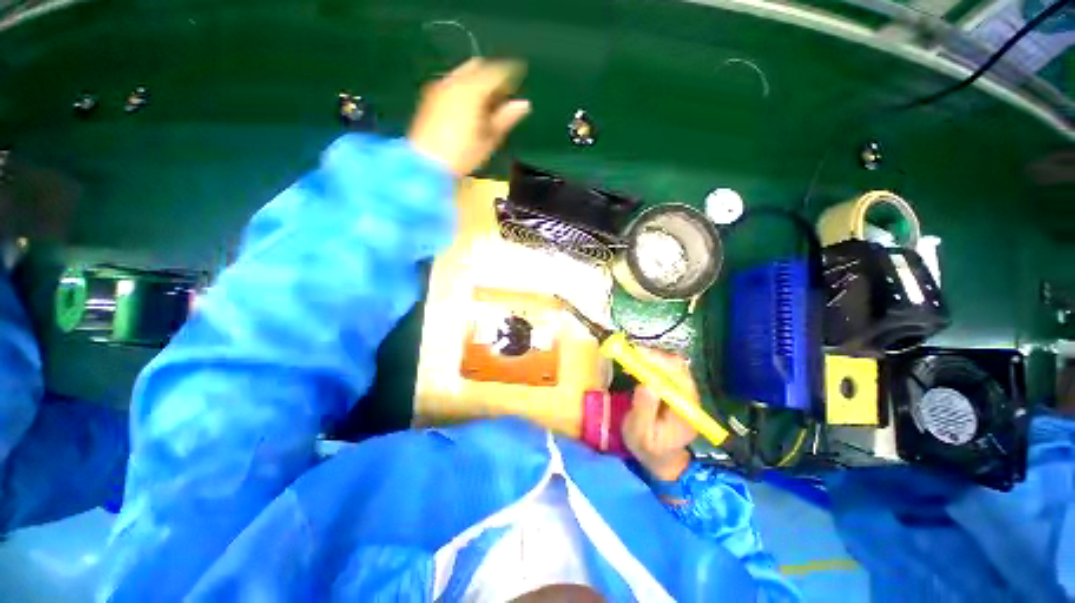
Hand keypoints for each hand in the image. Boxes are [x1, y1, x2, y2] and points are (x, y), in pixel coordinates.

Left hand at [408, 58, 530, 176]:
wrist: (427, 164)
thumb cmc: (462, 155)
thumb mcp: (489, 139)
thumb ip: (506, 118)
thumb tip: (523, 104)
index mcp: (472, 90)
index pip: (496, 72)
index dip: (511, 75)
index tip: (519, 83)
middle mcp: (454, 82)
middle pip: (478, 67)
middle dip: (492, 76)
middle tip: (502, 96)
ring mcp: (440, 87)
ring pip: (464, 73)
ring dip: (477, 82)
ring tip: (486, 105)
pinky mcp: (430, 97)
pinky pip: (452, 83)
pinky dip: (464, 88)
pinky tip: (469, 108)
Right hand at [622, 348, 698, 481]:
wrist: (662, 460)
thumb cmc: (649, 449)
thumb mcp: (641, 434)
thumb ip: (644, 410)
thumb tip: (647, 382)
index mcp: (685, 408)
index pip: (678, 375)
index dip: (658, 361)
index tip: (636, 355)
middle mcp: (688, 395)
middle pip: (677, 365)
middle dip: (653, 356)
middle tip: (629, 354)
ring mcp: (683, 391)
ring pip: (671, 364)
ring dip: (651, 358)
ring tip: (630, 361)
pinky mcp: (674, 389)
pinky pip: (665, 369)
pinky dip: (650, 363)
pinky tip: (635, 368)